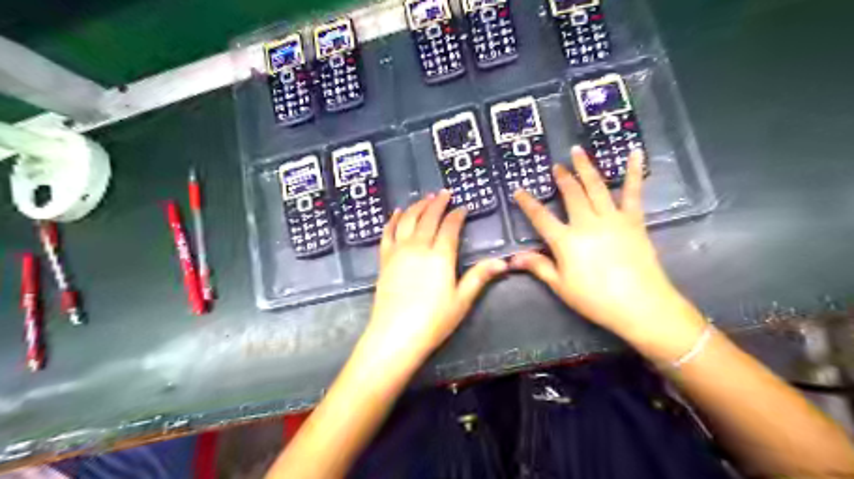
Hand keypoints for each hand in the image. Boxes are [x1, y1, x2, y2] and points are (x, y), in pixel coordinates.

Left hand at [360, 191, 504, 366]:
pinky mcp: (384, 259)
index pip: (450, 227)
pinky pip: (387, 232)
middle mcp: (418, 247)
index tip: (463, 207)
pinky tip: (396, 212)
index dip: (457, 215)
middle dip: (437, 203)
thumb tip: (503, 262)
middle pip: (428, 217)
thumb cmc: (433, 321)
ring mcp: (398, 252)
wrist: (394, 335)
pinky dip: (393, 220)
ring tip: (425, 198)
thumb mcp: (461, 300)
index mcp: (440, 256)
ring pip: (407, 220)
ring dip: (417, 206)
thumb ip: (479, 277)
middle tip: (444, 193)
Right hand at [509, 147, 703, 352]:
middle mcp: (586, 223)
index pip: (541, 217)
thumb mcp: (561, 286)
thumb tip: (513, 258)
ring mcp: (612, 218)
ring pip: (595, 186)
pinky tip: (635, 153)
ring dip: (585, 167)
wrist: (641, 305)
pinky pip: (633, 192)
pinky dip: (634, 171)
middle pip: (571, 194)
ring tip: (578, 151)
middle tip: (555, 166)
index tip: (518, 190)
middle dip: (561, 178)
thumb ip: (539, 267)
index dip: (528, 203)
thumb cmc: (596, 299)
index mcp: (566, 241)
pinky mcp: (633, 220)